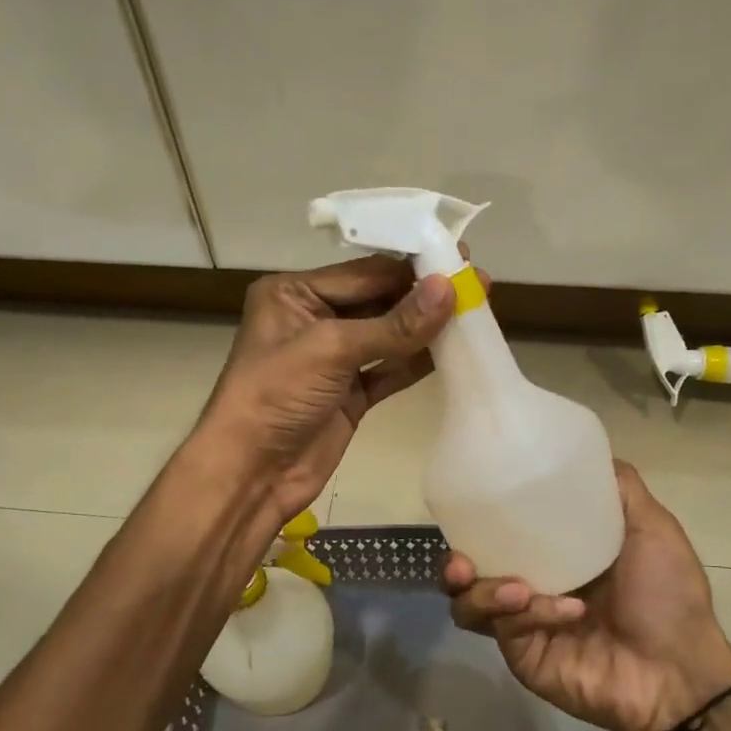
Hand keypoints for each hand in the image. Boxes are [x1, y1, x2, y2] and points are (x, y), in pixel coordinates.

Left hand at [197, 256, 457, 522]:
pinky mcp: (350, 394)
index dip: (411, 267)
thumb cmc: (276, 396)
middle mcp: (313, 319)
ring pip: (389, 336)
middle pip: (379, 300)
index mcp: (294, 294)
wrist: (252, 473)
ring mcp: (333, 360)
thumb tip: (449, 287)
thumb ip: (394, 323)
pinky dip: (418, 362)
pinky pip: (390, 370)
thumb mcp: (331, 349)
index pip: (363, 273)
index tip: (459, 257)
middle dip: (424, 295)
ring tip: (476, 311)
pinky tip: (454, 350)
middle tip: (478, 282)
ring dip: (427, 328)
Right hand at [444, 462, 730, 730]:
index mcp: (554, 555)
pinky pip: (502, 630)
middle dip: (456, 563)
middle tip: (463, 560)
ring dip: (484, 592)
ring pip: (469, 604)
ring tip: (515, 589)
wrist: (679, 670)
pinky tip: (565, 612)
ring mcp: (523, 624)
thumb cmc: (668, 596)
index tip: (472, 505)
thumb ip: (620, 490)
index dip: (477, 522)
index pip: (500, 534)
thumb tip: (588, 452)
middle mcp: (530, 586)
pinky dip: (530, 615)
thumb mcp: (652, 529)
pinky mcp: (522, 656)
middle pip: (471, 571)